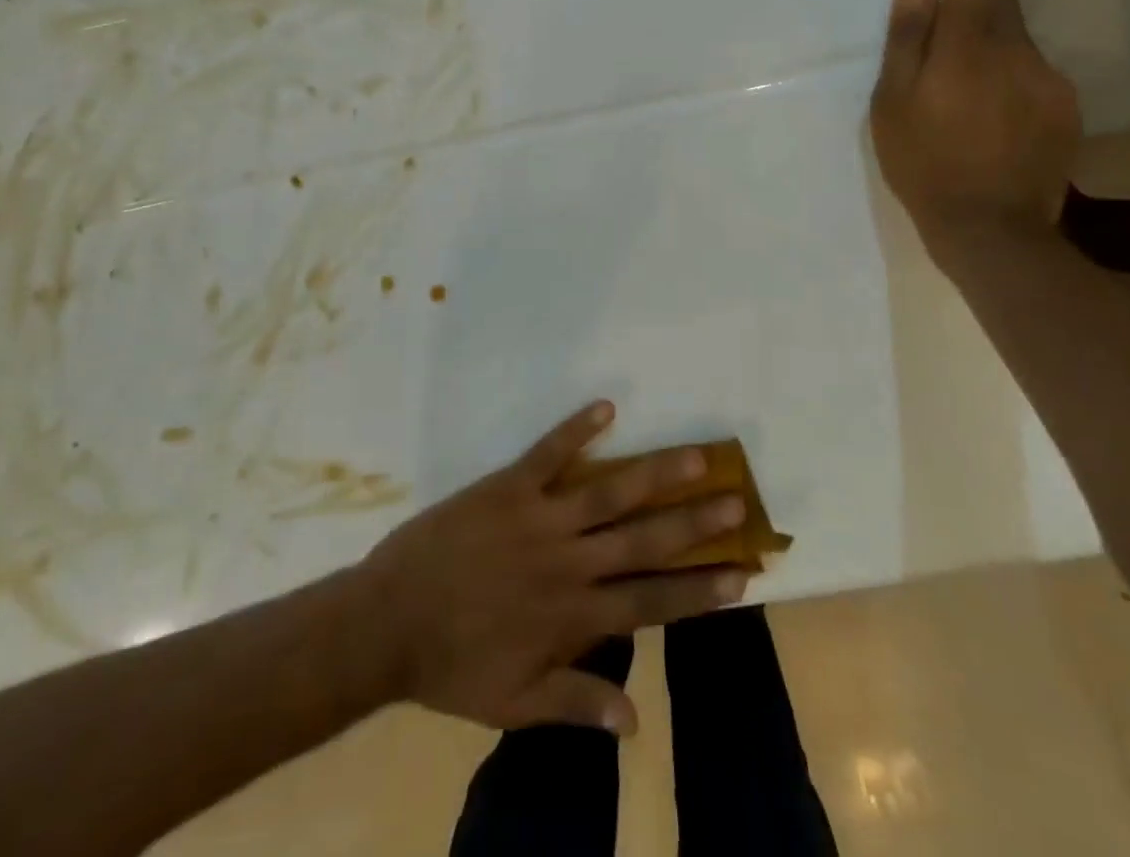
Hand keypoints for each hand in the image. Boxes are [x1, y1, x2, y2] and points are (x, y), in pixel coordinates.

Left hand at [358, 401, 746, 735]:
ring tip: (696, 454)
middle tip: (737, 501)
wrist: (387, 622)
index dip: (697, 589)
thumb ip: (575, 705)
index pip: (651, 601)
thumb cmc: (453, 666)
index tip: (741, 574)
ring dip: (655, 473)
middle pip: (643, 539)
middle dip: (694, 523)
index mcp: (573, 616)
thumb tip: (636, 722)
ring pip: (608, 492)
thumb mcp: (514, 705)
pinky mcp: (507, 487)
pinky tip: (606, 407)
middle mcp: (568, 562)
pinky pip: (548, 452)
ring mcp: (539, 518)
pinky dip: (576, 429)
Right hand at [868, 0, 1080, 261]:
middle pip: (998, 4)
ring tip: (960, 86)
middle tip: (946, 15)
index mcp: (967, 46)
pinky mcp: (1065, 108)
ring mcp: (1047, 79)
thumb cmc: (924, 163)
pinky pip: (1032, 74)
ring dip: (989, 45)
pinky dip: (1009, 78)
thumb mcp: (892, 104)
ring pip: (1016, 41)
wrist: (992, 228)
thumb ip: (906, 42)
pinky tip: (988, 115)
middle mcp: (1016, 50)